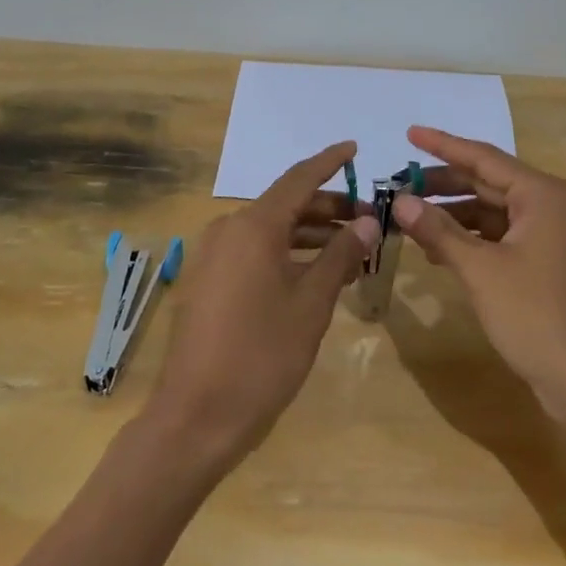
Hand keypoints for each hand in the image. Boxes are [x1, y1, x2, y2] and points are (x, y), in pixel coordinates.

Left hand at [148, 142, 379, 464]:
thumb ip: (339, 256)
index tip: (354, 148)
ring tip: (351, 247)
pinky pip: (255, 252)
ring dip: (310, 234)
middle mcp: (229, 230)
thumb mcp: (311, 304)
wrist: (196, 417)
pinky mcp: (209, 282)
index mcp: (253, 226)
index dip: (329, 162)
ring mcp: (214, 257)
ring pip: (271, 231)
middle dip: (328, 208)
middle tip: (368, 219)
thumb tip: (366, 223)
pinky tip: (315, 273)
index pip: (299, 179)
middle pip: (285, 205)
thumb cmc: (261, 355)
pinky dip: (287, 254)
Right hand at [392, 127, 565, 421]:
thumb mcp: (481, 271)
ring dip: (454, 216)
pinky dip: (471, 240)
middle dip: (444, 184)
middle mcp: (551, 206)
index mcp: (543, 195)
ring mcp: (552, 237)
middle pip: (488, 183)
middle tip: (399, 184)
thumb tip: (400, 201)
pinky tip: (438, 251)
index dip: (443, 145)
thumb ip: (439, 231)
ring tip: (409, 218)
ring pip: (493, 213)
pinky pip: (502, 238)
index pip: (484, 158)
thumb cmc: (538, 318)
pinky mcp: (548, 264)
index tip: (409, 132)